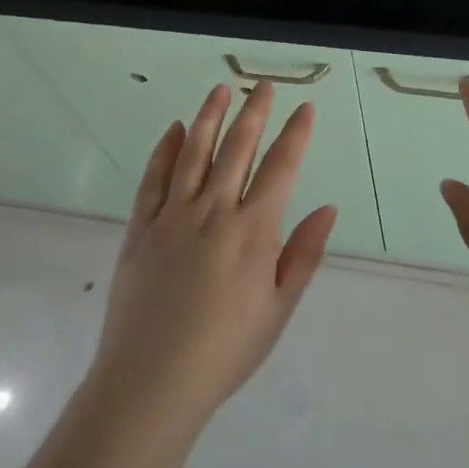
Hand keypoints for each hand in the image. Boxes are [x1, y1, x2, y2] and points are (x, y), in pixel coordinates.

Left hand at [90, 82, 337, 429]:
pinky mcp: (140, 227)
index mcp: (253, 230)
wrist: (151, 382)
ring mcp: (173, 215)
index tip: (305, 107)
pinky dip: (165, 149)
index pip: (281, 167)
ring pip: (194, 152)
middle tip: (263, 85)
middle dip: (255, 113)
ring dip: (210, 117)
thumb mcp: (279, 308)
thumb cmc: (226, 350)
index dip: (295, 134)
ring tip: (221, 89)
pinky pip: (154, 178)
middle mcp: (214, 210)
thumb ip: (303, 253)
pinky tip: (174, 129)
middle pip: (238, 148)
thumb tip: (328, 207)